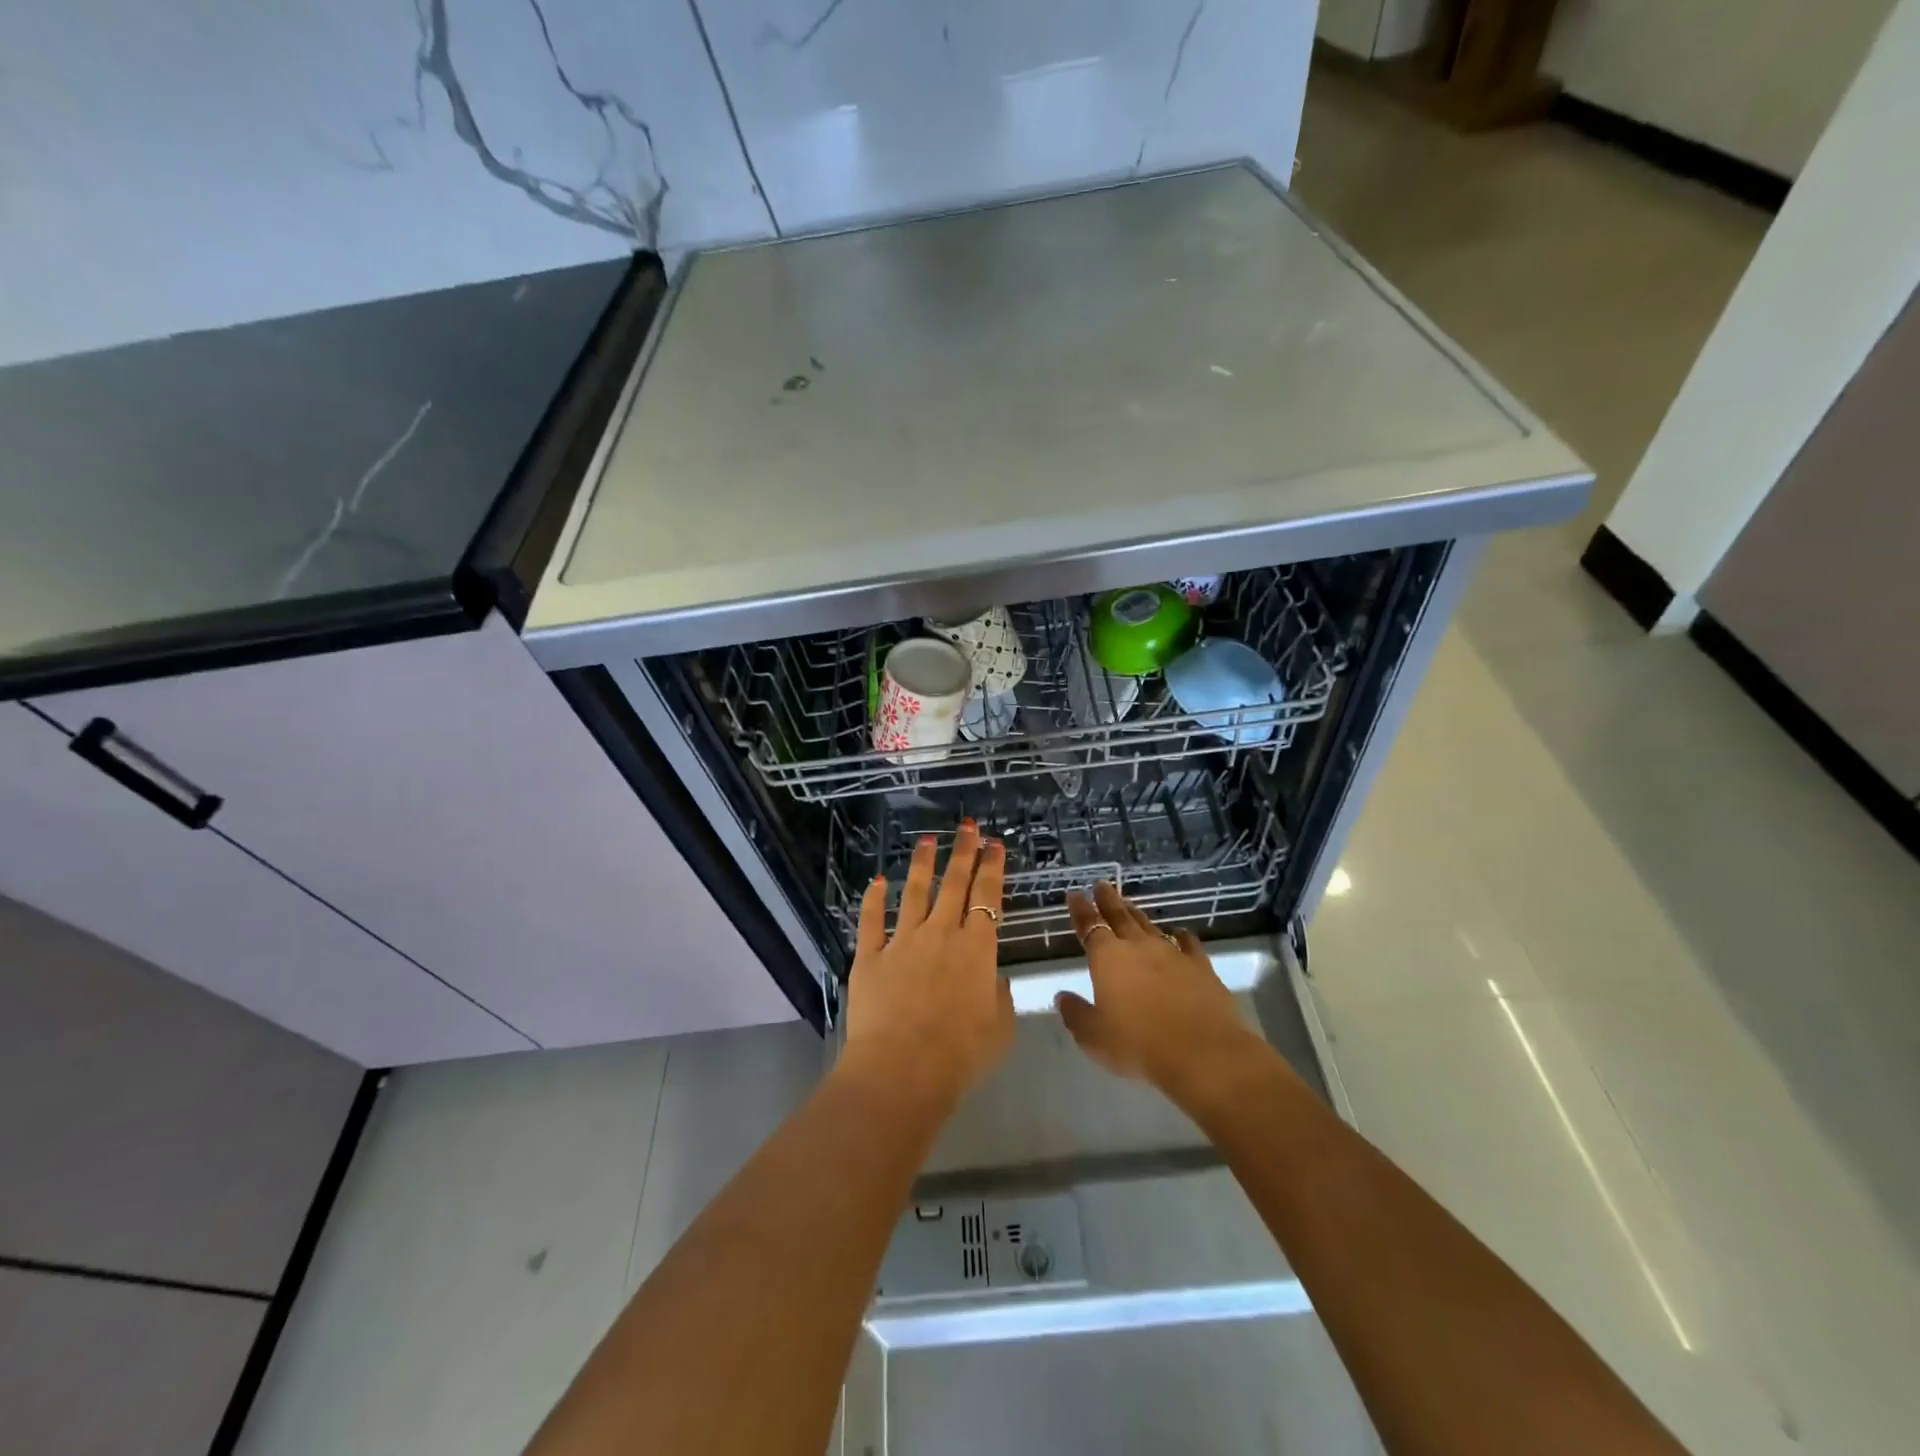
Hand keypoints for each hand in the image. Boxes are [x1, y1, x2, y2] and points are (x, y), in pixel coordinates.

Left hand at [841, 821, 1013, 1105]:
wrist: (903, 1069)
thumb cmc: (960, 1054)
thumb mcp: (1000, 1028)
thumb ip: (999, 996)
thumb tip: (993, 978)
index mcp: (977, 949)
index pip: (987, 896)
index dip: (992, 867)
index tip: (994, 844)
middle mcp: (942, 934)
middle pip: (954, 884)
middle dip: (963, 853)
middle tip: (967, 827)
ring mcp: (903, 942)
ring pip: (915, 893)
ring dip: (923, 865)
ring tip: (928, 841)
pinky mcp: (871, 956)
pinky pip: (871, 921)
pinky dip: (873, 899)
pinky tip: (877, 881)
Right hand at [1056, 882, 1272, 1112]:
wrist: (1202, 1053)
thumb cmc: (1138, 1045)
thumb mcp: (1094, 1037)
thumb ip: (1076, 1014)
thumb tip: (1062, 997)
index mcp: (1107, 958)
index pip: (1089, 926)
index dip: (1080, 910)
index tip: (1075, 894)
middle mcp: (1138, 947)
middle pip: (1120, 916)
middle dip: (1108, 900)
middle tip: (1101, 885)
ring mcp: (1172, 954)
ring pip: (1149, 926)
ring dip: (1137, 914)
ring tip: (1129, 904)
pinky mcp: (1200, 967)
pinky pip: (1187, 944)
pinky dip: (1181, 936)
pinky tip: (1180, 933)